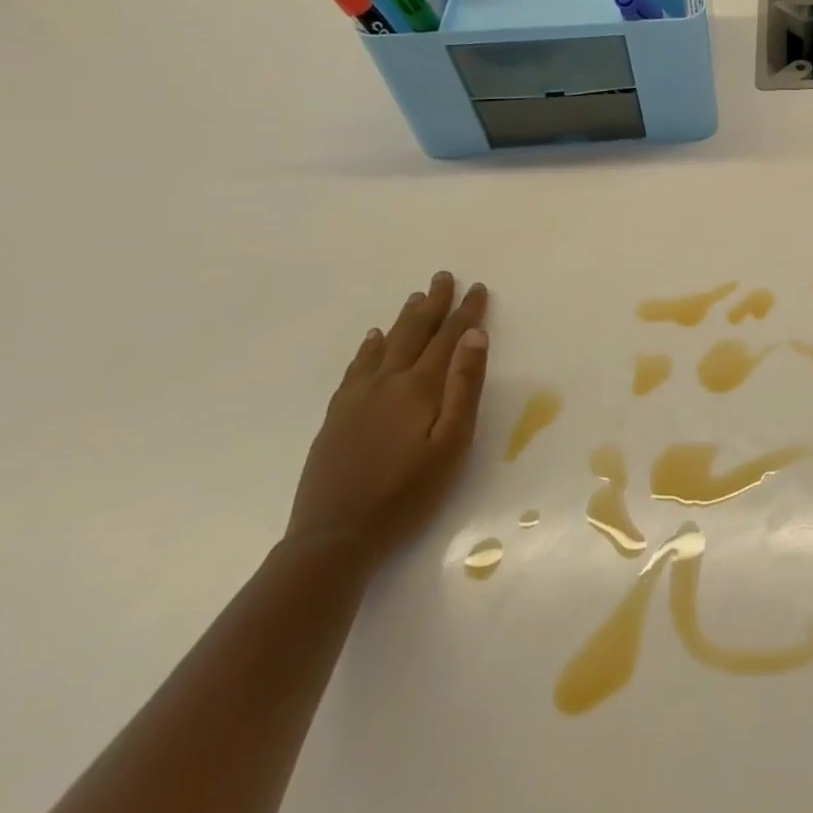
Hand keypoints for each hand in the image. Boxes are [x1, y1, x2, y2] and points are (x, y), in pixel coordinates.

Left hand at [286, 271, 490, 567]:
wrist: (335, 535)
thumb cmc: (408, 493)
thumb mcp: (452, 443)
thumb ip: (464, 387)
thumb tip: (474, 336)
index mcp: (418, 388)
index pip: (449, 339)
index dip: (465, 312)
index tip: (477, 288)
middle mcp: (387, 382)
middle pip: (413, 333)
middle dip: (433, 304)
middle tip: (443, 277)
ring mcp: (357, 398)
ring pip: (384, 345)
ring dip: (403, 319)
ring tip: (415, 298)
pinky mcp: (337, 415)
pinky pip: (356, 366)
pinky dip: (368, 347)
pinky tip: (372, 338)